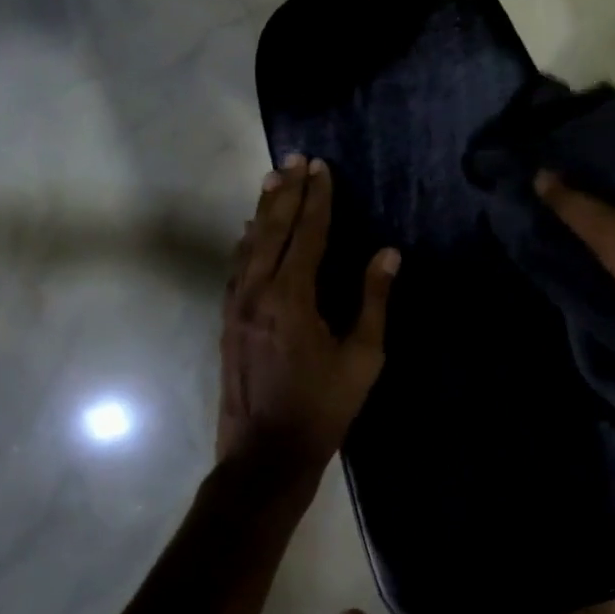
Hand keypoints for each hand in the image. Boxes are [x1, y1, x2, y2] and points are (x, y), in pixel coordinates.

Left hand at [218, 154, 399, 474]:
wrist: (264, 454)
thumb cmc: (322, 408)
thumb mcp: (362, 358)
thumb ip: (373, 301)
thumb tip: (388, 254)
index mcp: (292, 297)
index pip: (308, 234)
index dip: (317, 199)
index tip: (321, 168)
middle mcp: (257, 291)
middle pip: (272, 230)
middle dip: (286, 193)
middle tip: (295, 159)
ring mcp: (236, 306)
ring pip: (249, 246)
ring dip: (263, 212)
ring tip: (273, 181)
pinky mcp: (227, 322)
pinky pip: (237, 268)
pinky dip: (247, 243)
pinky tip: (250, 233)